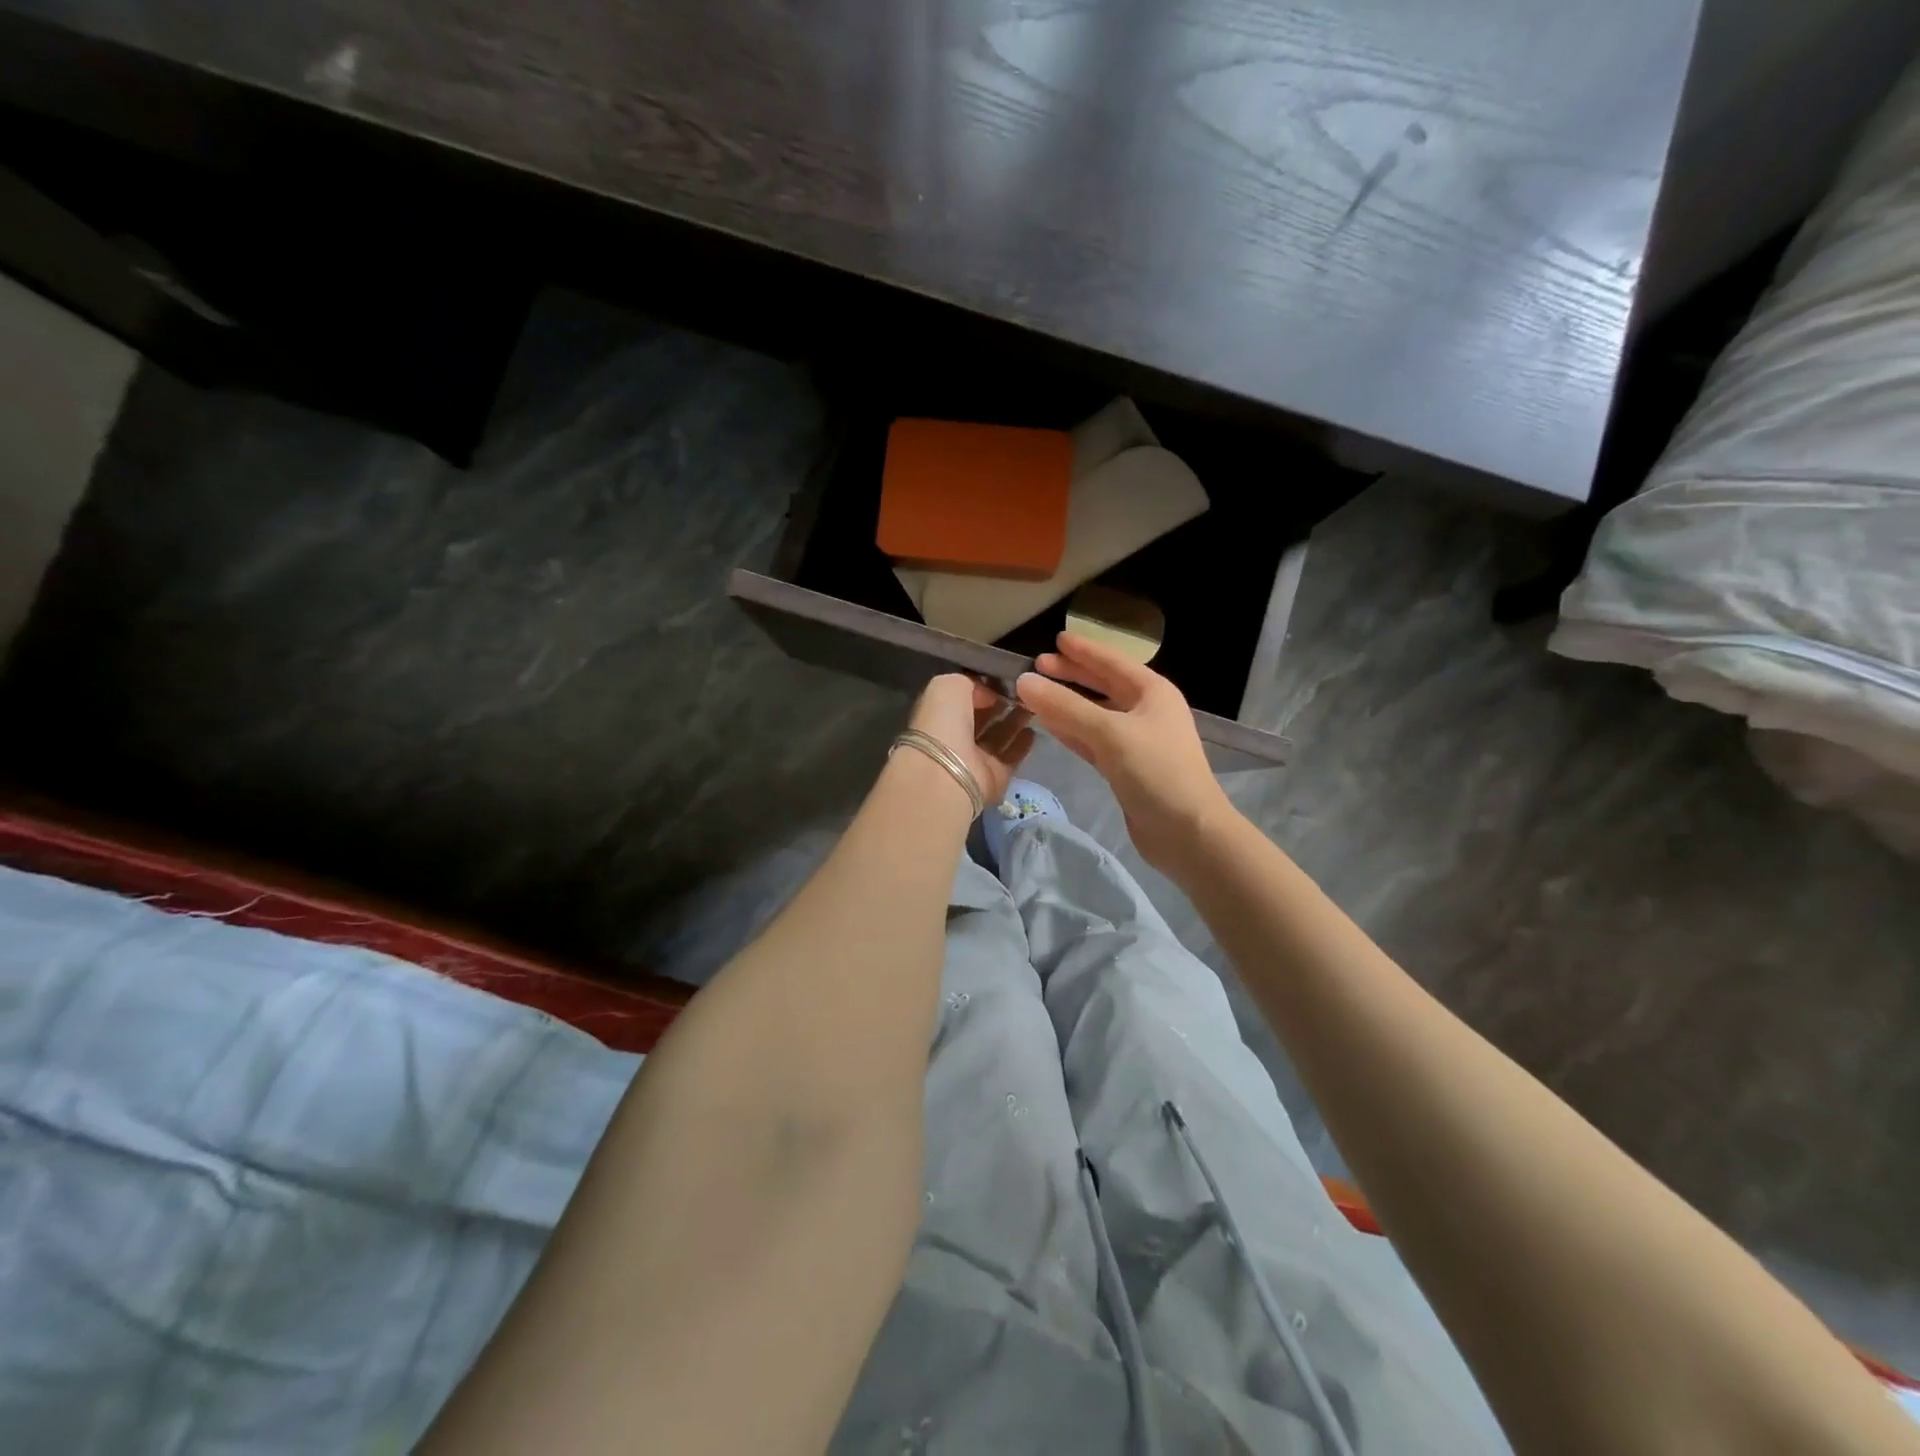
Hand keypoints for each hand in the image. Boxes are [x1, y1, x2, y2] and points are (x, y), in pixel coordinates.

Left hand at [907, 675, 1034, 810]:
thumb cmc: (943, 725)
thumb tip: (988, 694)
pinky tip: (1033, 729)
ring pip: (998, 736)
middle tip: (1024, 690)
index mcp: (938, 715)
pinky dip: (1022, 744)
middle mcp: (955, 737)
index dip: (981, 687)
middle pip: (982, 717)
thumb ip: (969, 682)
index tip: (1004, 676)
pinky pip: (1011, 756)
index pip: (962, 698)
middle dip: (1000, 703)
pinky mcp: (994, 776)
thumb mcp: (948, 686)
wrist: (948, 775)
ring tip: (1033, 705)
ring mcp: (975, 759)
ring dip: (1015, 720)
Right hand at [1016, 633, 1234, 871]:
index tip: (1055, 639)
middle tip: (1038, 665)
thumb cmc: (1156, 771)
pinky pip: (1093, 740)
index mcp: (1152, 692)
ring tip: (1035, 693)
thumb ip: (1065, 706)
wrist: (1187, 832)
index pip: (1112, 662)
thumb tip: (1024, 681)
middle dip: (1072, 675)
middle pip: (1103, 685)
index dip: (1083, 651)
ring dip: (1067, 704)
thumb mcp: (1109, 733)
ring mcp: (1137, 741)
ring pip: (1095, 714)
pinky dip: (1072, 731)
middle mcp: (1146, 711)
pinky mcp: (1126, 768)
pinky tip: (1049, 725)